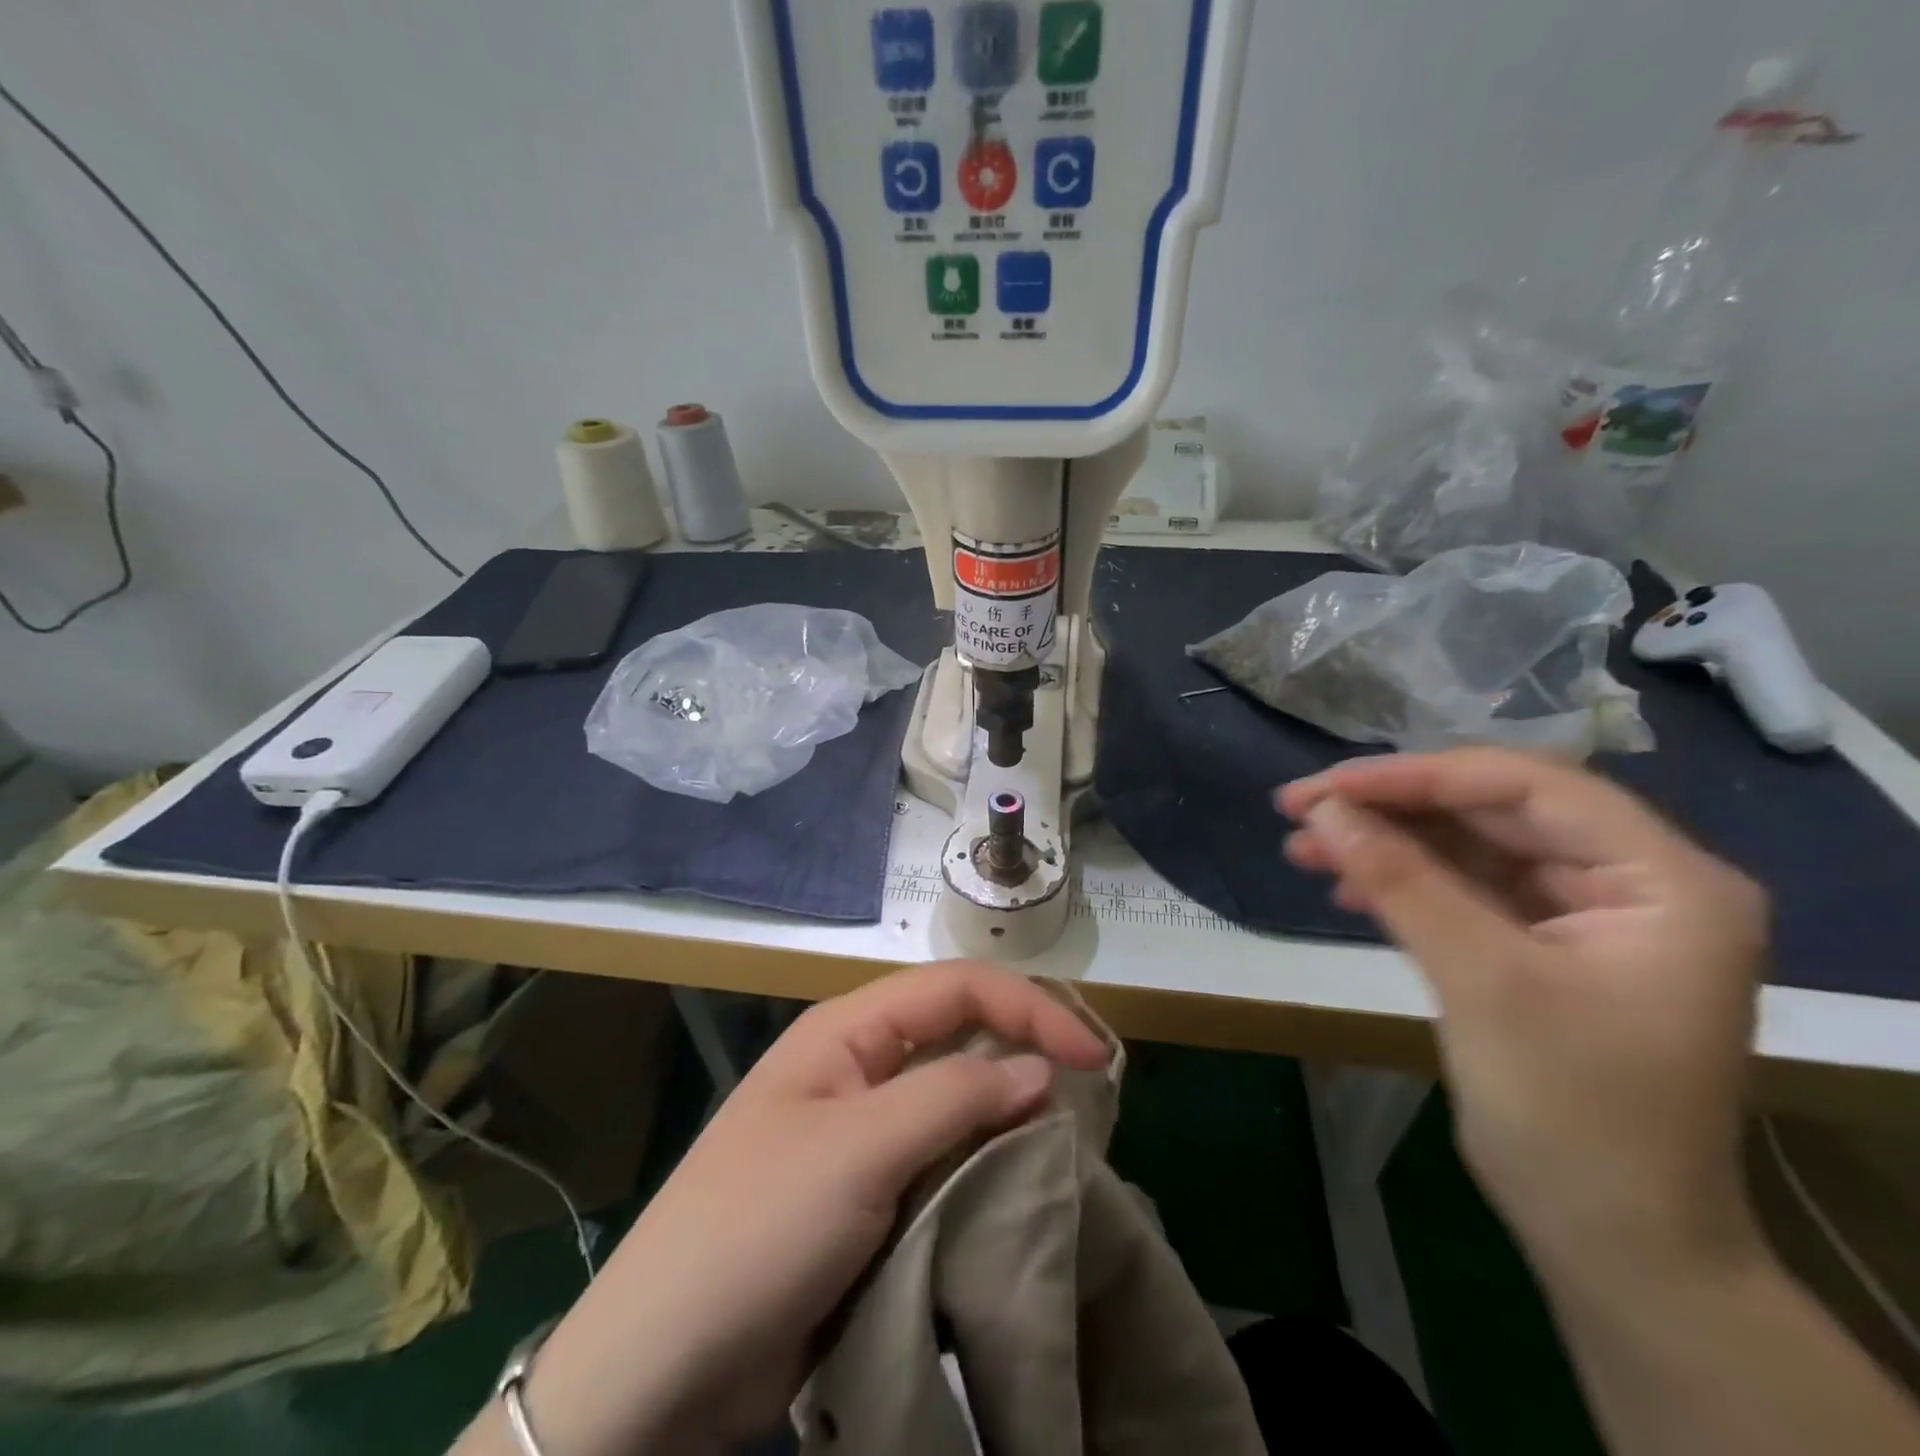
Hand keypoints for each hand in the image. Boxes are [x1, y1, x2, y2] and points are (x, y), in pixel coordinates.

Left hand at [490, 962, 1106, 1455]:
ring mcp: (866, 1131)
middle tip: (1094, 1096)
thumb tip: (1041, 1070)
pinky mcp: (872, 1191)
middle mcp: (862, 1067)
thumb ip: (953, 1098)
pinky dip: (988, 1162)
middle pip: (961, 1034)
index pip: (956, 989)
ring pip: (958, 1098)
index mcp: (849, 1031)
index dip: (1029, 1008)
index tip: (1095, 1057)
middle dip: (1026, 1050)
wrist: (663, 1369)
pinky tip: (1023, 1183)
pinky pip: (945, 1157)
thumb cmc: (757, 1230)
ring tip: (1073, 1142)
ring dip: (1012, 1112)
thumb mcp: (859, 1151)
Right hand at [1277, 748, 1768, 1282]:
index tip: (1327, 786)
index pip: (1528, 786)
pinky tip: (1344, 886)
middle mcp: (1634, 882)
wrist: (1611, 1241)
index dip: (1418, 776)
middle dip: (1390, 809)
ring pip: (1468, 847)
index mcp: (1665, 880)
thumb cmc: (1573, 1112)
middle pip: (1493, 811)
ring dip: (1385, 844)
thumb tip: (1322, 809)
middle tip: (1299, 809)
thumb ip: (1402, 882)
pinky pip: (1464, 890)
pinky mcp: (1543, 947)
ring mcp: (1587, 915)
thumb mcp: (1482, 982)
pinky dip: (1402, 883)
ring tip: (1303, 846)